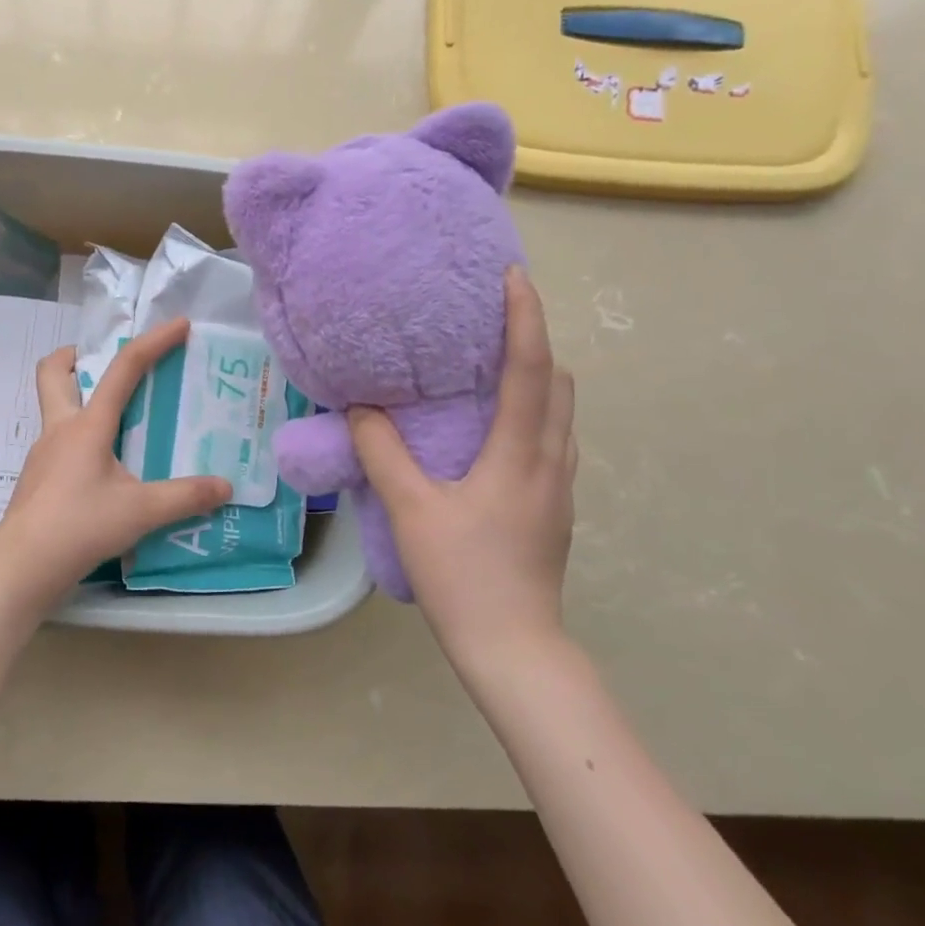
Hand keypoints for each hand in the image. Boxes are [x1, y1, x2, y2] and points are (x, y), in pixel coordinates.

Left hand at [0, 318, 230, 614]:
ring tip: (120, 418)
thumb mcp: (142, 511)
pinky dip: (82, 438)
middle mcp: (60, 429)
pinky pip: (60, 442)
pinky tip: (104, 466)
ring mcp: (44, 454)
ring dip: (81, 398)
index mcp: (87, 425)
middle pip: (53, 372)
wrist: (22, 566)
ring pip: (55, 408)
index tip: (179, 325)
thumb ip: (186, 497)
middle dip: (76, 356)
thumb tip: (226, 486)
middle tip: (107, 364)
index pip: (123, 369)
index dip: (154, 342)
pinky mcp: (38, 478)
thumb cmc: (80, 526)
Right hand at [349, 267, 575, 663]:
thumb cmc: (462, 574)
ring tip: (493, 371)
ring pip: (561, 416)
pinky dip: (534, 415)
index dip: (525, 318)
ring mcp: (560, 489)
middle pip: (559, 384)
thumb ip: (383, 453)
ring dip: (537, 381)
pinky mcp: (555, 510)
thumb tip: (363, 408)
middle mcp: (552, 462)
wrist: (513, 648)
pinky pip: (552, 442)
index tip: (514, 278)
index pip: (531, 369)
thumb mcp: (411, 510)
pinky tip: (497, 433)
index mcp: (522, 454)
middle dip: (535, 343)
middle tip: (493, 324)